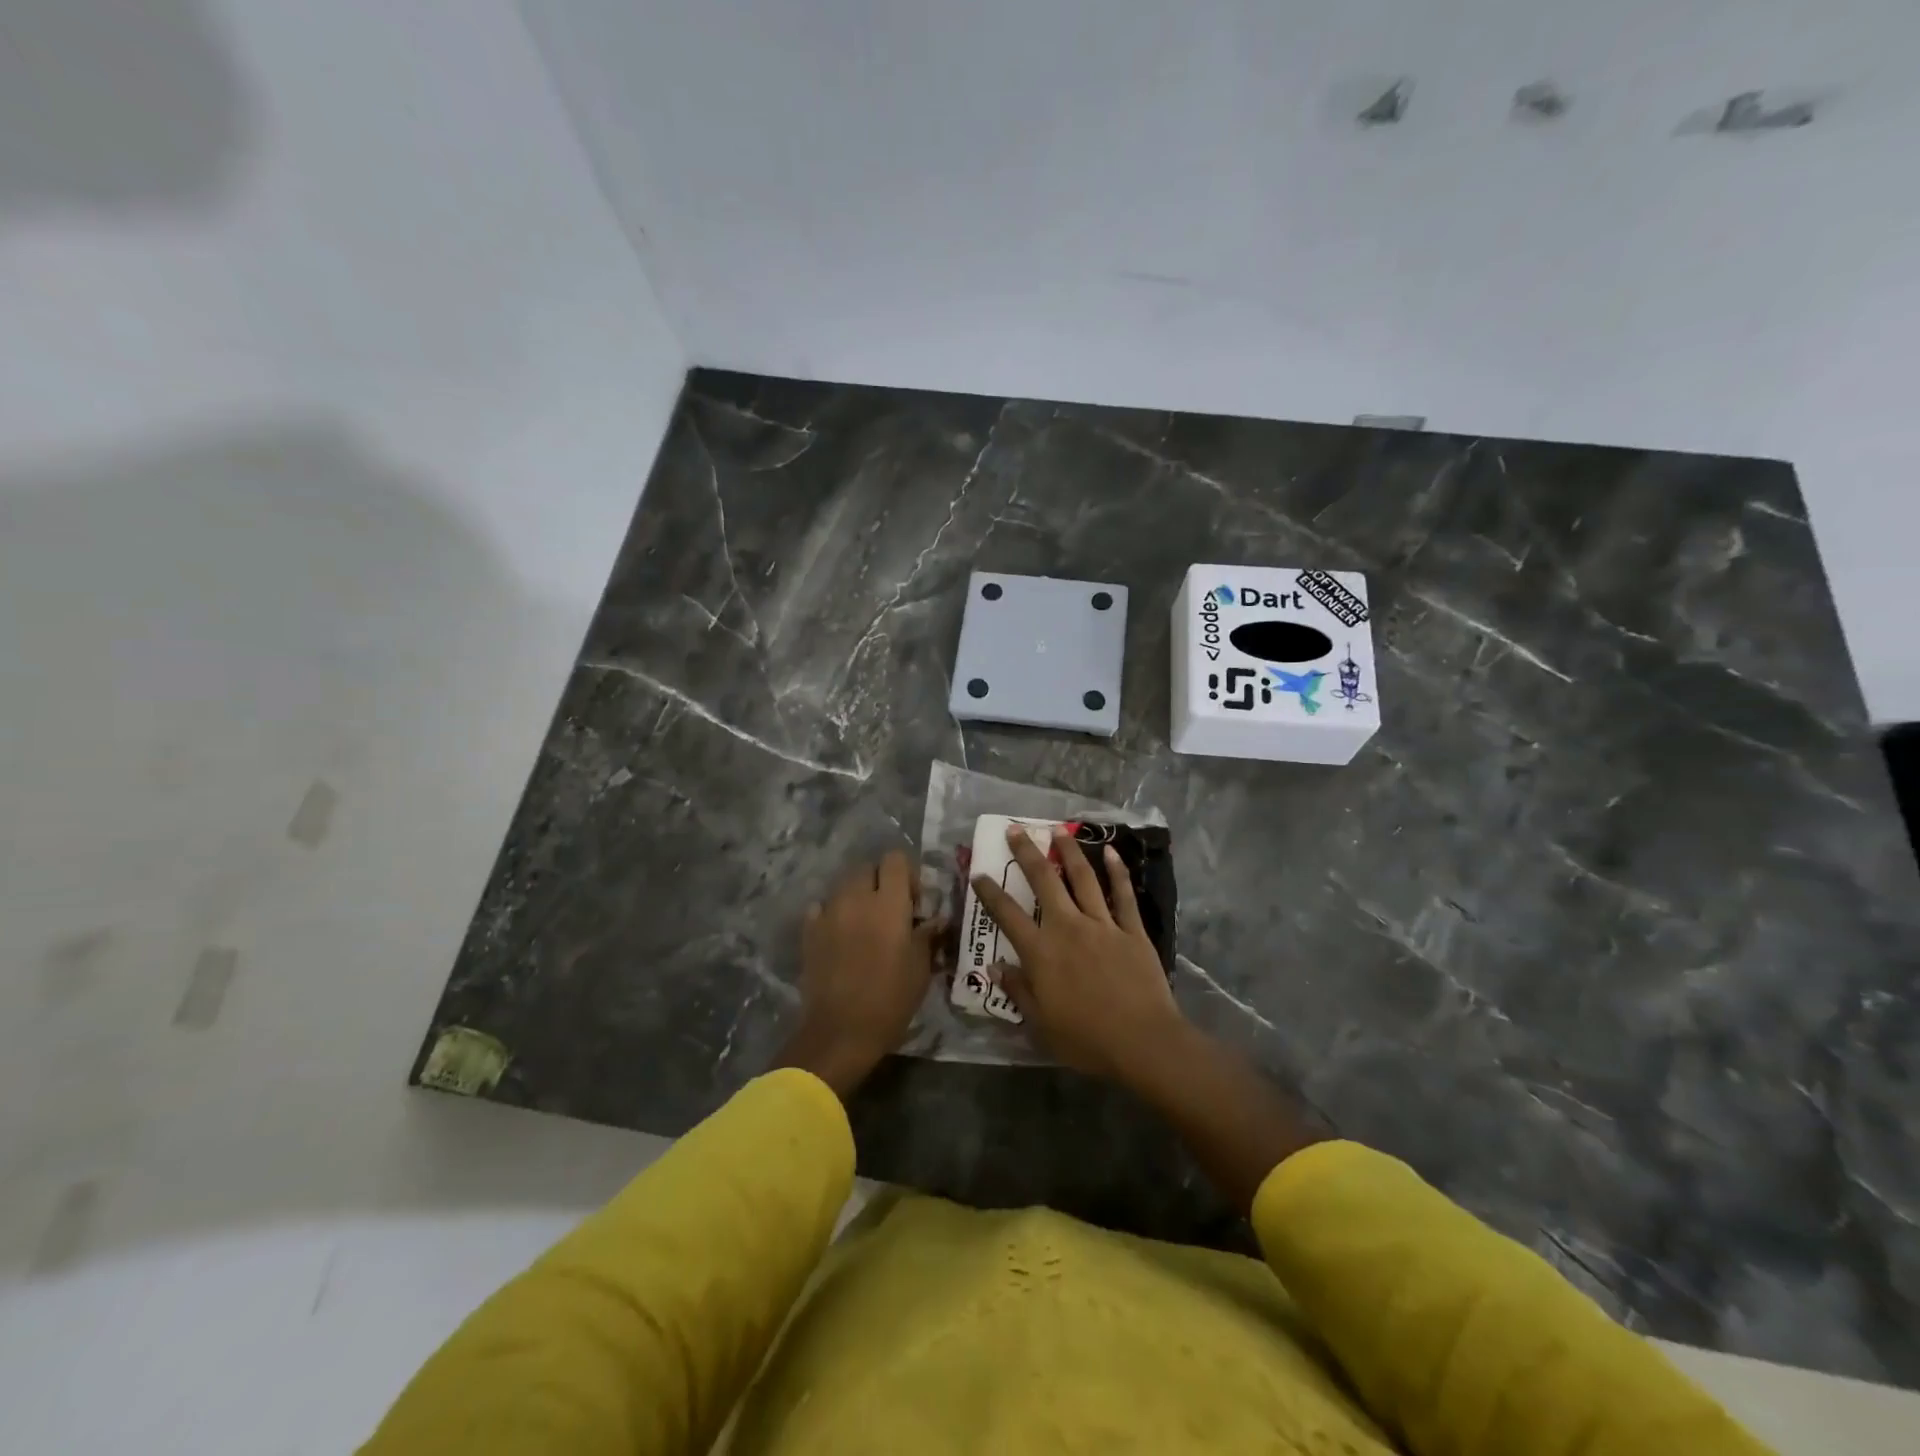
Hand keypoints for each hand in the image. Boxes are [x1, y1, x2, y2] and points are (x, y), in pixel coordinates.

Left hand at [774, 850, 942, 1097]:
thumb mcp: (920, 969)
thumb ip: (927, 936)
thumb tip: (936, 919)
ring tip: (865, 924)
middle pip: (867, 868)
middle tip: (891, 911)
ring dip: (857, 896)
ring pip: (844, 886)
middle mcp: (856, 898)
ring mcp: (828, 913)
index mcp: (888, 904)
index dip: (906, 873)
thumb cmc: (889, 1000)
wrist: (839, 1032)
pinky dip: (833, 914)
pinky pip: (821, 908)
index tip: (914, 900)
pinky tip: (840, 936)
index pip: (895, 860)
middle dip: (880, 881)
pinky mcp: (809, 931)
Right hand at [971, 823, 1186, 1083]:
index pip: (1007, 915)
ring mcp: (1102, 924)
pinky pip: (1123, 894)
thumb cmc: (1086, 1039)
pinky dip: (1117, 871)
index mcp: (1041, 952)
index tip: (978, 874)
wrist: (1142, 1042)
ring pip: (1082, 878)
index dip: (990, 893)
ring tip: (1058, 830)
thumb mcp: (1041, 1024)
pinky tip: (1110, 851)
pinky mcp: (1132, 930)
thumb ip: (1018, 990)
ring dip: (1068, 851)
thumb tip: (994, 967)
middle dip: (1027, 853)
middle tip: (1016, 829)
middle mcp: (1067, 927)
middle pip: (1043, 881)